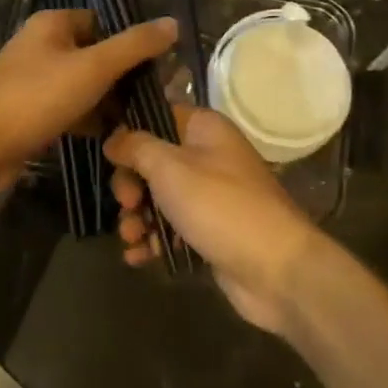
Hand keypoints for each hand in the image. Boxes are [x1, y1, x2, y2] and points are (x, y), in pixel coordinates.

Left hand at [0, 9, 176, 202]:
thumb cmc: (37, 98)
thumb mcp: (94, 67)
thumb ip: (134, 45)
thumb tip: (173, 23)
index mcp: (52, 24)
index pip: (102, 22)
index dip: (130, 41)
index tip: (159, 66)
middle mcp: (41, 46)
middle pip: (94, 54)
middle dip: (123, 76)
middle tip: (156, 97)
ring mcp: (32, 81)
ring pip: (82, 85)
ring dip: (108, 101)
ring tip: (141, 120)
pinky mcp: (29, 113)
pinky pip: (68, 110)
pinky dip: (88, 120)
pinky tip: (113, 137)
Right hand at [105, 104, 330, 335]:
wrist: (277, 270)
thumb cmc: (221, 207)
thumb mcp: (170, 168)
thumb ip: (136, 148)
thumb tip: (113, 139)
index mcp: (205, 129)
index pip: (158, 117)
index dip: (130, 135)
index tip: (110, 157)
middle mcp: (209, 157)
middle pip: (153, 162)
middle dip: (131, 185)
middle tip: (127, 204)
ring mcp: (211, 197)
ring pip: (159, 199)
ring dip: (137, 218)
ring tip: (132, 238)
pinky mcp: (210, 232)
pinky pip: (172, 230)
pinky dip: (153, 241)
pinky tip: (138, 257)